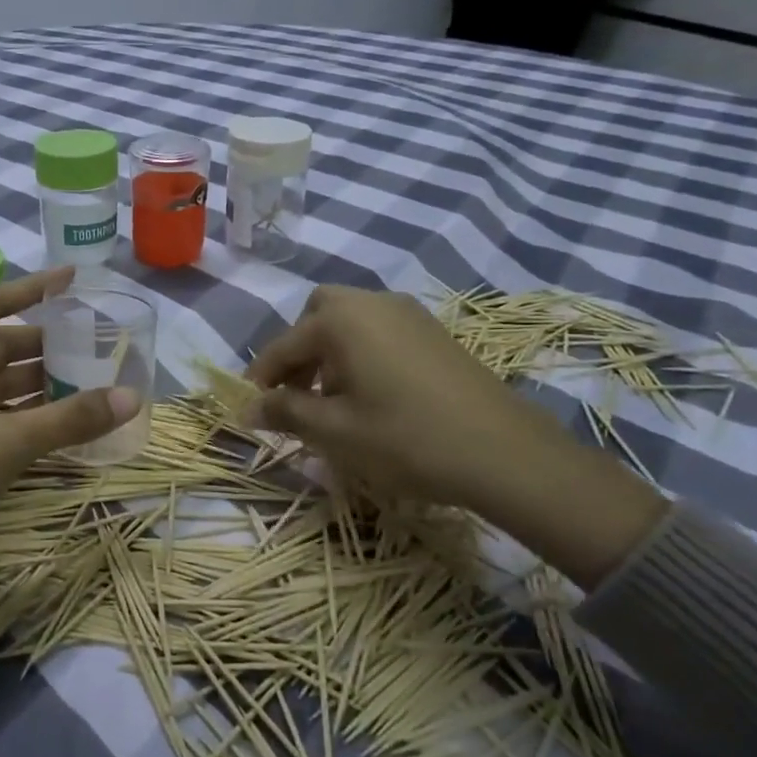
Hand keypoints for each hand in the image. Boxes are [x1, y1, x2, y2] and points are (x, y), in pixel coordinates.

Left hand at [0, 267, 139, 665]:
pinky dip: (24, 417)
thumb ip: (67, 419)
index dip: (32, 290)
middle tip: (97, 344)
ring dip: (39, 384)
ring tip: (91, 381)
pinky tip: (61, 424)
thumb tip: (133, 397)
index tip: (74, 280)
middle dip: (45, 345)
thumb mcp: (1, 447)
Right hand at [245, 286, 664, 587]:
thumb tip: (249, 408)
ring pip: (350, 322)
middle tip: (296, 393)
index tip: (250, 408)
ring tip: (333, 401)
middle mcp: (371, 303)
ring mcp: (408, 314)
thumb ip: (286, 412)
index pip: (283, 345)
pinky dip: (362, 353)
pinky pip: (380, 331)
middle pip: (318, 316)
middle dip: (299, 351)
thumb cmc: (407, 439)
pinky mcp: (434, 332)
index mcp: (341, 320)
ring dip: (330, 353)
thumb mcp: (335, 432)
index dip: (262, 378)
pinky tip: (372, 395)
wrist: (507, 454)